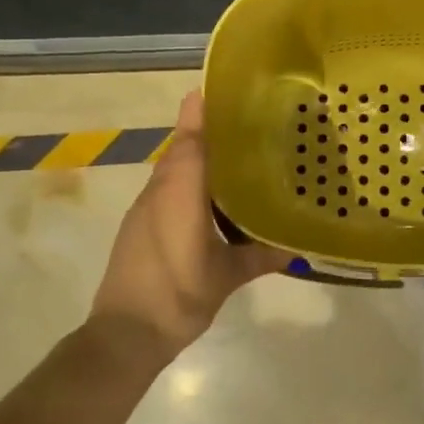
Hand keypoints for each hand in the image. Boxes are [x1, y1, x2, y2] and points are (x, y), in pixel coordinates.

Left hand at [90, 90, 290, 358]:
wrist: (125, 334)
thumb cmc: (178, 294)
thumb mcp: (226, 276)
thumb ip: (261, 256)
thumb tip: (298, 247)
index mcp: (180, 191)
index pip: (191, 137)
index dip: (203, 110)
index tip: (223, 89)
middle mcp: (160, 190)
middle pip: (183, 147)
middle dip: (209, 130)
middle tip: (248, 123)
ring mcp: (146, 207)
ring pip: (174, 168)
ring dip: (199, 157)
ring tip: (238, 155)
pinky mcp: (140, 225)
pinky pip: (168, 189)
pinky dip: (189, 182)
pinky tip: (213, 198)